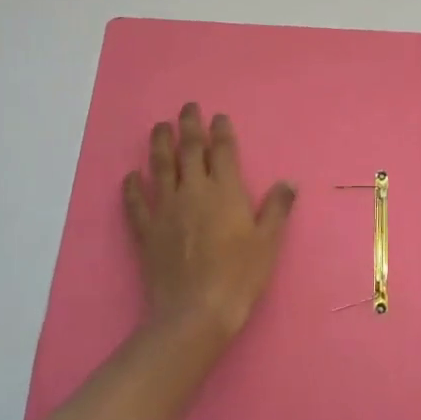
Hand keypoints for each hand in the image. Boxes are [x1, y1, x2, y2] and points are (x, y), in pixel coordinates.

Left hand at [123, 104, 295, 342]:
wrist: (195, 311)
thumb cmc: (239, 276)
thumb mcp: (268, 242)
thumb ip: (277, 208)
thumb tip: (289, 182)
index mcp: (225, 191)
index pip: (222, 150)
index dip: (220, 130)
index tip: (218, 116)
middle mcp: (193, 191)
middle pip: (189, 149)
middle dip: (189, 125)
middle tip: (187, 108)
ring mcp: (166, 208)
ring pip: (160, 166)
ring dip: (160, 143)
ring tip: (160, 126)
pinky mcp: (146, 230)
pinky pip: (136, 202)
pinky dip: (132, 186)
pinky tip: (131, 175)